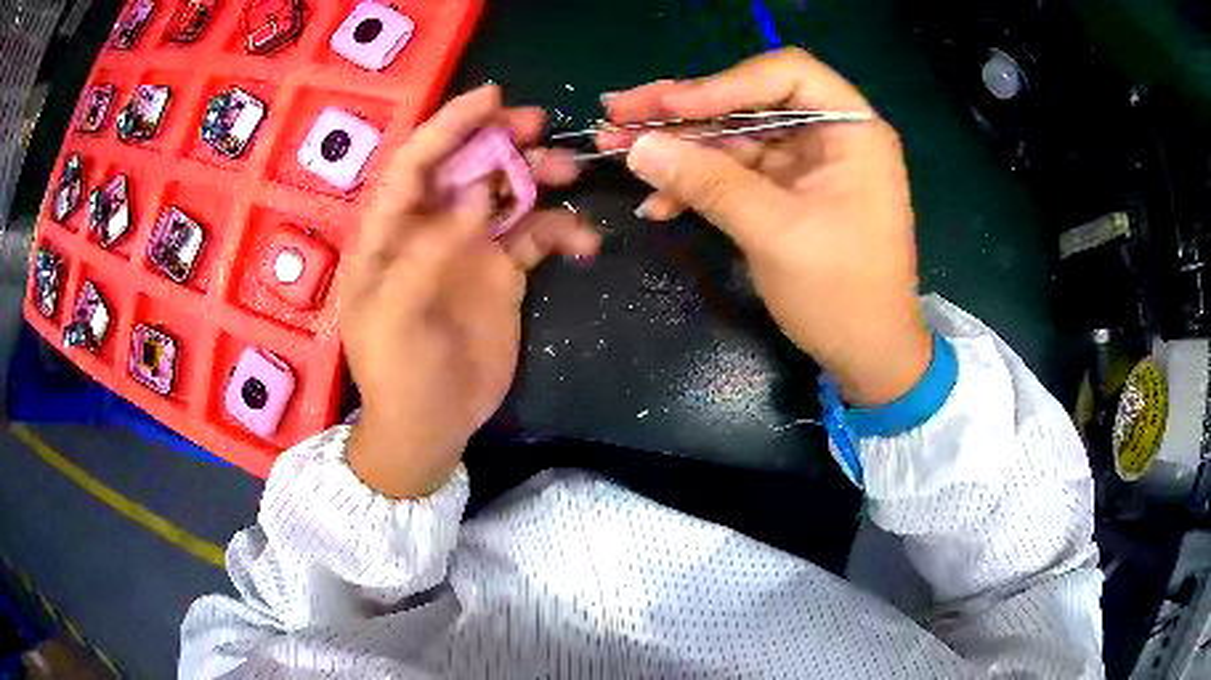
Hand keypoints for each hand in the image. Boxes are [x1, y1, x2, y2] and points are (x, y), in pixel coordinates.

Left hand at [343, 85, 599, 498]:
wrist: (431, 427)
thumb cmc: (396, 375)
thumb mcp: (394, 319)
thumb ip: (426, 253)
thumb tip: (476, 195)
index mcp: (390, 232)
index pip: (415, 163)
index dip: (449, 125)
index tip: (491, 98)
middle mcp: (430, 228)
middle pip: (465, 165)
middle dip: (499, 139)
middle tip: (538, 126)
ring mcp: (469, 248)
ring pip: (505, 192)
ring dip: (537, 176)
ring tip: (569, 174)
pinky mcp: (503, 272)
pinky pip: (536, 236)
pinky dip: (562, 231)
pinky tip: (585, 243)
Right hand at [600, 48, 930, 405]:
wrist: (868, 356)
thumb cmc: (842, 295)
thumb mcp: (775, 234)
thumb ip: (708, 183)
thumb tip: (638, 146)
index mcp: (851, 130)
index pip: (786, 74)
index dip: (723, 83)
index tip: (669, 107)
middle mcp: (829, 135)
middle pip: (749, 100)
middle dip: (684, 110)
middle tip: (619, 112)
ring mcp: (806, 164)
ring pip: (735, 135)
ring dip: (680, 146)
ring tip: (618, 149)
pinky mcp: (787, 191)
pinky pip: (735, 172)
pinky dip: (698, 183)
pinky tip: (659, 202)